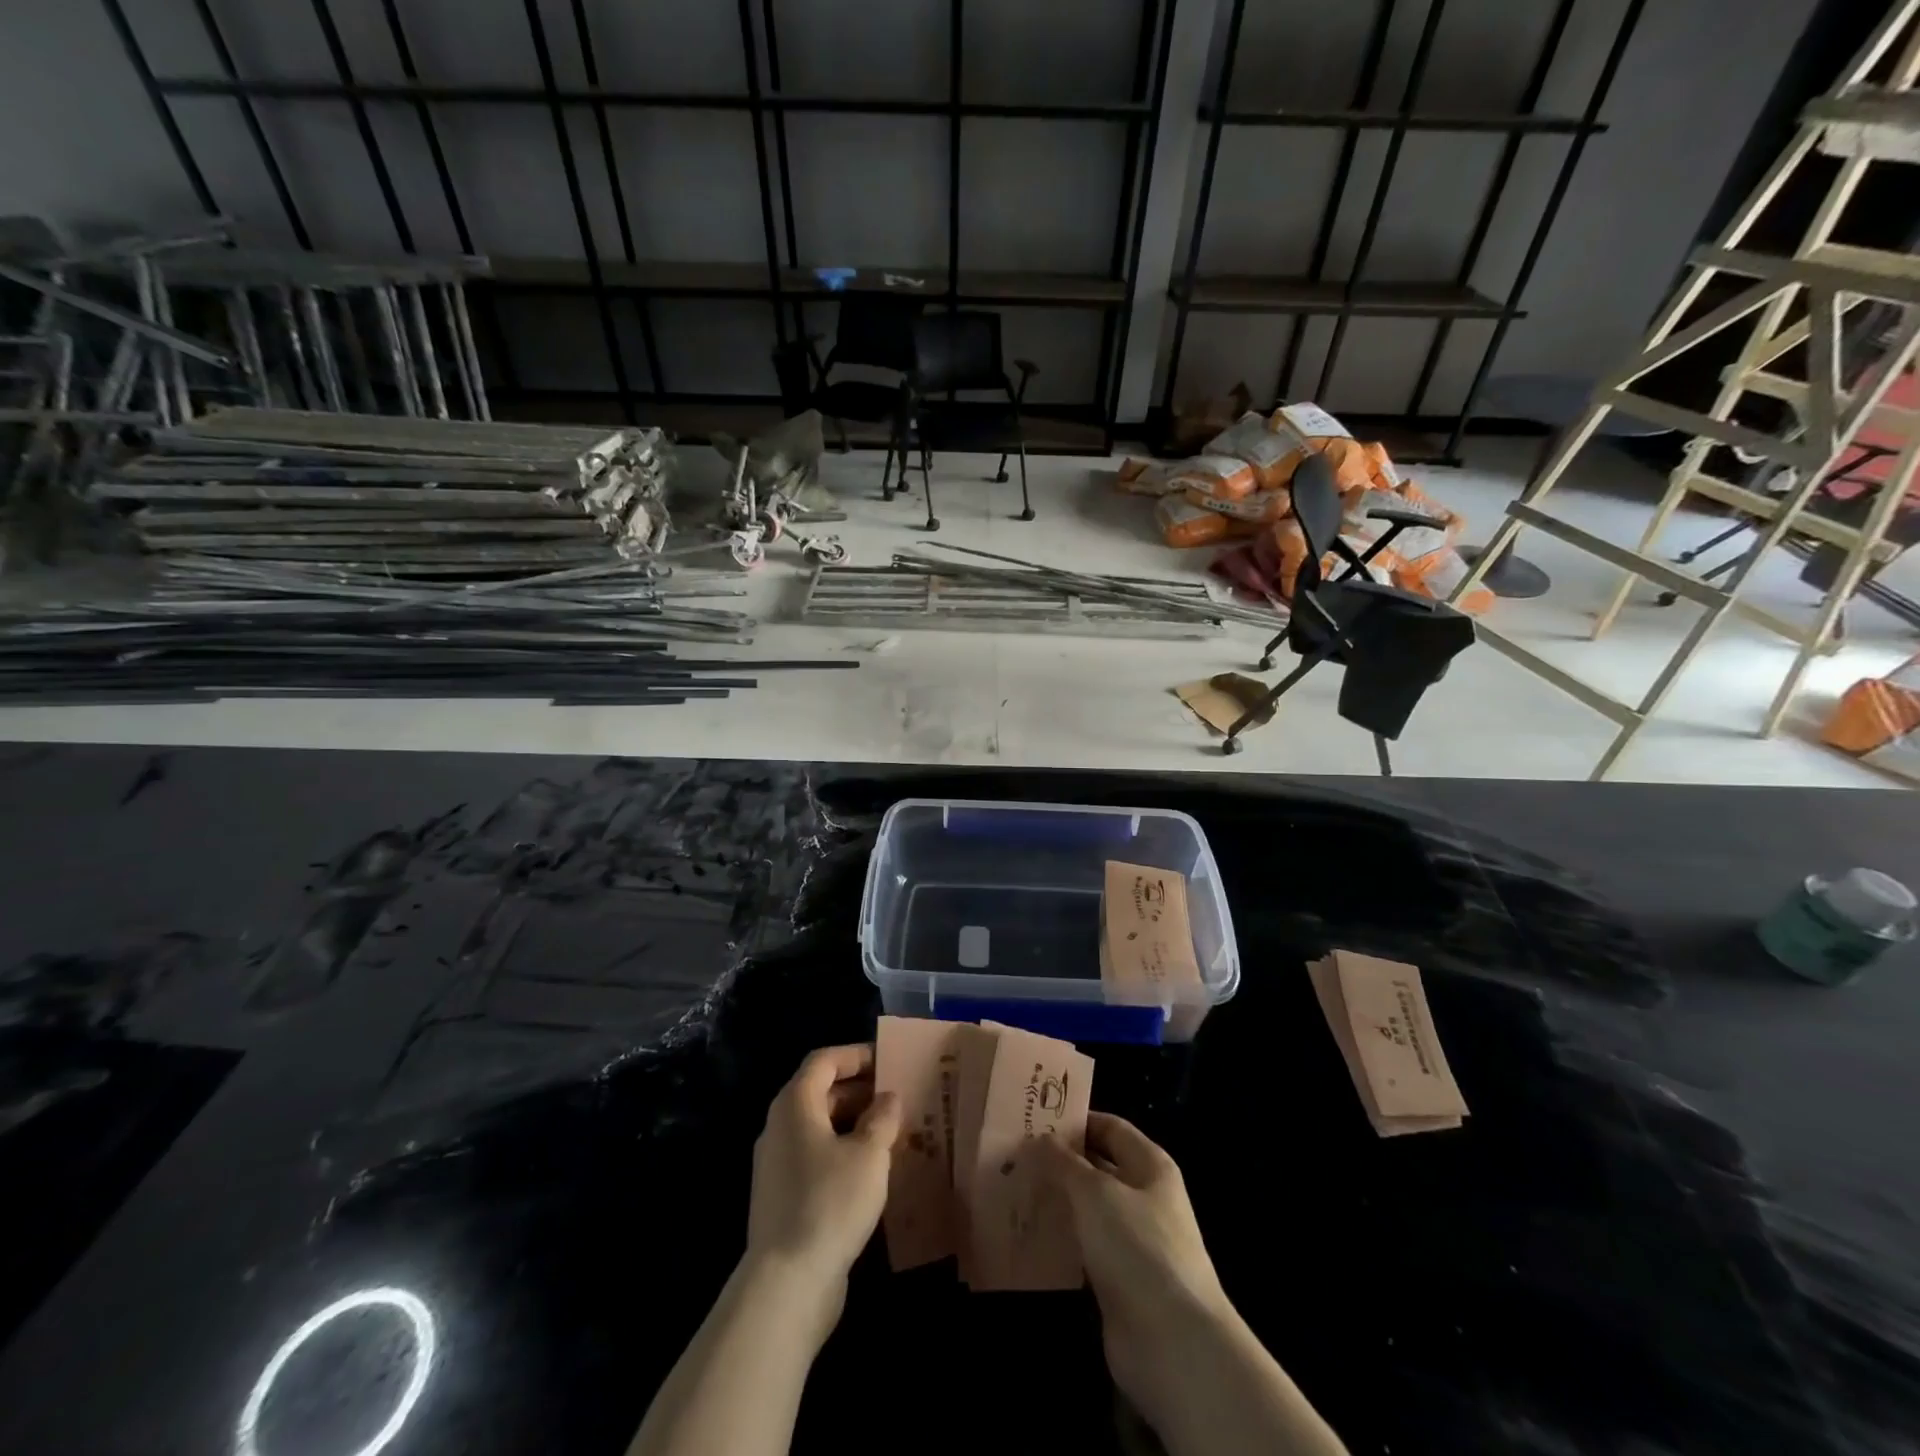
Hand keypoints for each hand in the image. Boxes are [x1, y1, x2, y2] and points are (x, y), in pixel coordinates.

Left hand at [747, 1043, 900, 1284]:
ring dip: (855, 1124)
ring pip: (820, 1128)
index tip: (889, 1060)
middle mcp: (780, 1127)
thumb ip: (882, 1118)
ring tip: (893, 1132)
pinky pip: (817, 1157)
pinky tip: (874, 1171)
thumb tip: (888, 1098)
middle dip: (860, 1090)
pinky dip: (844, 1152)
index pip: (824, 1061)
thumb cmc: (830, 1202)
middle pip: (820, 1092)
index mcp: (795, 1104)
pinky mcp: (784, 1197)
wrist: (786, 1285)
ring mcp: (778, 1165)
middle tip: (898, 1096)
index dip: (856, 1055)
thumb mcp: (869, 1154)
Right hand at [1035, 1114, 1231, 1424]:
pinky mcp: (1120, 1280)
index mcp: (1150, 1166)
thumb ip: (1065, 1163)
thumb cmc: (1137, 1248)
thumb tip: (1040, 1139)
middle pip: (1098, 1168)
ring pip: (1089, 1210)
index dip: (1076, 1121)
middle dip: (1060, 1162)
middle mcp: (1145, 1198)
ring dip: (1057, 1202)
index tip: (1035, 1118)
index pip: (1110, 1127)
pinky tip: (1030, 1236)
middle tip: (1015, 1155)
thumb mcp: (1095, 1193)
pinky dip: (1061, 1241)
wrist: (1173, 1343)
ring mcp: (1134, 1241)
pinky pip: (1085, 1249)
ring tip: (1014, 1191)